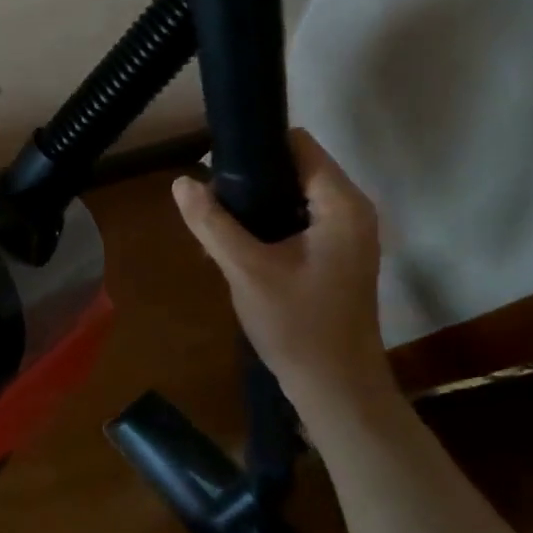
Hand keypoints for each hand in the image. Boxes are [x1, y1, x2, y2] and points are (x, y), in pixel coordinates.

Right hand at [172, 129, 390, 409]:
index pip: (298, 144)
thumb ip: (212, 223)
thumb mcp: (246, 270)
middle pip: (295, 168)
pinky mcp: (336, 257)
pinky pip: (298, 223)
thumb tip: (181, 182)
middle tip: (209, 203)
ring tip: (216, 226)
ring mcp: (346, 236)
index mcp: (341, 204)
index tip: (215, 166)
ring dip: (255, 206)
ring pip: (293, 197)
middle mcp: (351, 211)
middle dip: (250, 181)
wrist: (335, 389)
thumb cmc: (297, 326)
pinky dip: (268, 227)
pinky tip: (237, 249)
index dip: (256, 147)